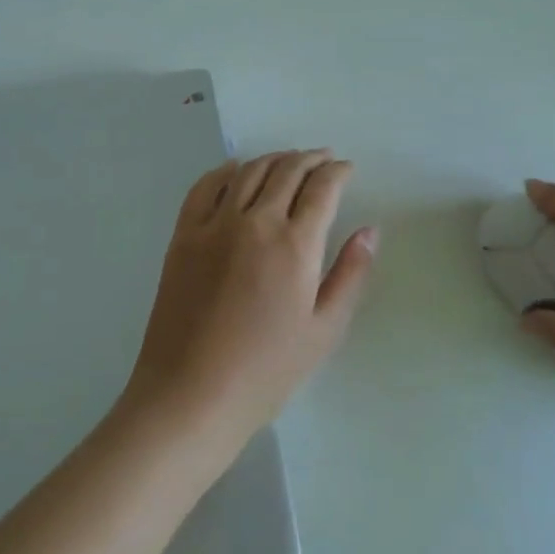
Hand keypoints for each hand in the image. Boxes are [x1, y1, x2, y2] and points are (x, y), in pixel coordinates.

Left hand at [122, 150, 378, 452]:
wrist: (191, 394)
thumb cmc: (266, 371)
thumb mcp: (324, 330)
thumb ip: (351, 274)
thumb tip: (370, 230)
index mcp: (295, 244)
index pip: (322, 187)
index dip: (338, 172)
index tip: (346, 169)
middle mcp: (256, 222)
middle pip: (287, 170)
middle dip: (310, 159)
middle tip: (323, 159)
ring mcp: (215, 225)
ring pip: (249, 172)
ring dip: (274, 159)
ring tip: (288, 160)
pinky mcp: (184, 235)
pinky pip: (205, 187)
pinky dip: (225, 171)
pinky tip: (236, 170)